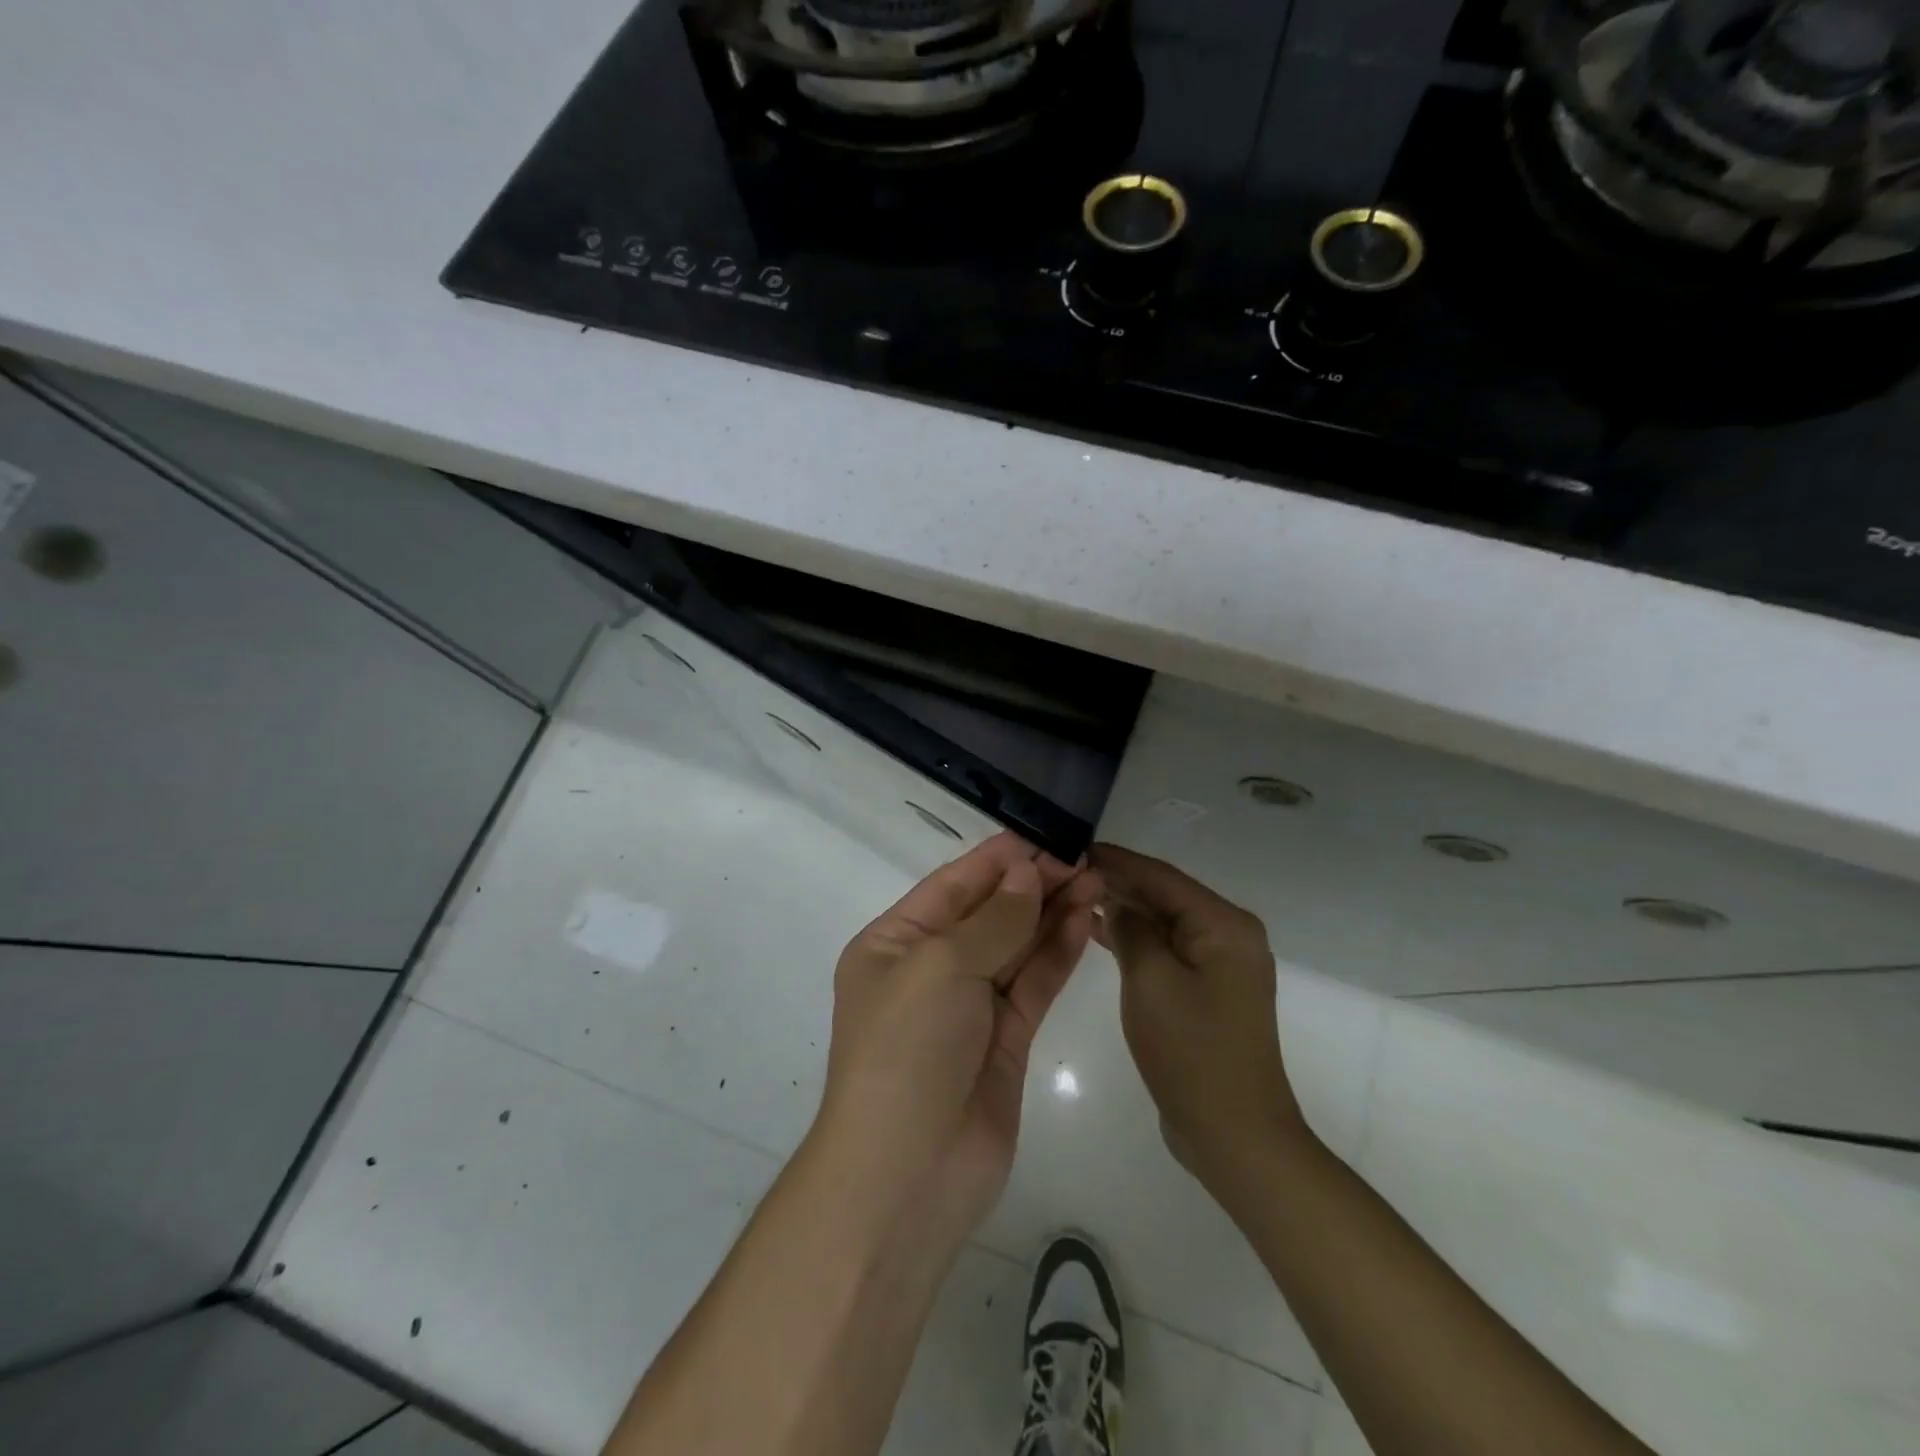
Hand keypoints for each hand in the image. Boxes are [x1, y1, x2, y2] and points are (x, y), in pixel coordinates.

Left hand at [816, 832, 1101, 1249]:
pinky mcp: (1004, 1040)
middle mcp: (929, 970)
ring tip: (1094, 882)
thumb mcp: (940, 967)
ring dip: (1051, 914)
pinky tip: (1084, 922)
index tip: (1043, 837)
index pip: (951, 886)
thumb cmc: (907, 1050)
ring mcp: (969, 1007)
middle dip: (1031, 885)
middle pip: (987, 914)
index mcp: (894, 944)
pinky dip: (1057, 953)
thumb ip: (992, 919)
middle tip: (1082, 859)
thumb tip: (1026, 872)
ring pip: (1015, 946)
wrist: (907, 1176)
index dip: (996, 860)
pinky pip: (1032, 985)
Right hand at [1089, 844, 1307, 1187]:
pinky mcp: (1206, 990)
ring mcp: (1219, 965)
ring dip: (1123, 911)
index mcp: (1223, 925)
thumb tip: (1116, 900)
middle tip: (1066, 869)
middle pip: (1164, 896)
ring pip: (1163, 923)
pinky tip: (1098, 931)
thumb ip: (1131, 929)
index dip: (1117, 860)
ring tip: (1074, 895)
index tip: (1074, 845)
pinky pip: (1167, 950)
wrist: (1234, 1134)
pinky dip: (1135, 941)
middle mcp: (1228, 935)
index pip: (1161, 876)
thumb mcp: (1151, 981)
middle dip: (1118, 883)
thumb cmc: (1192, 1051)